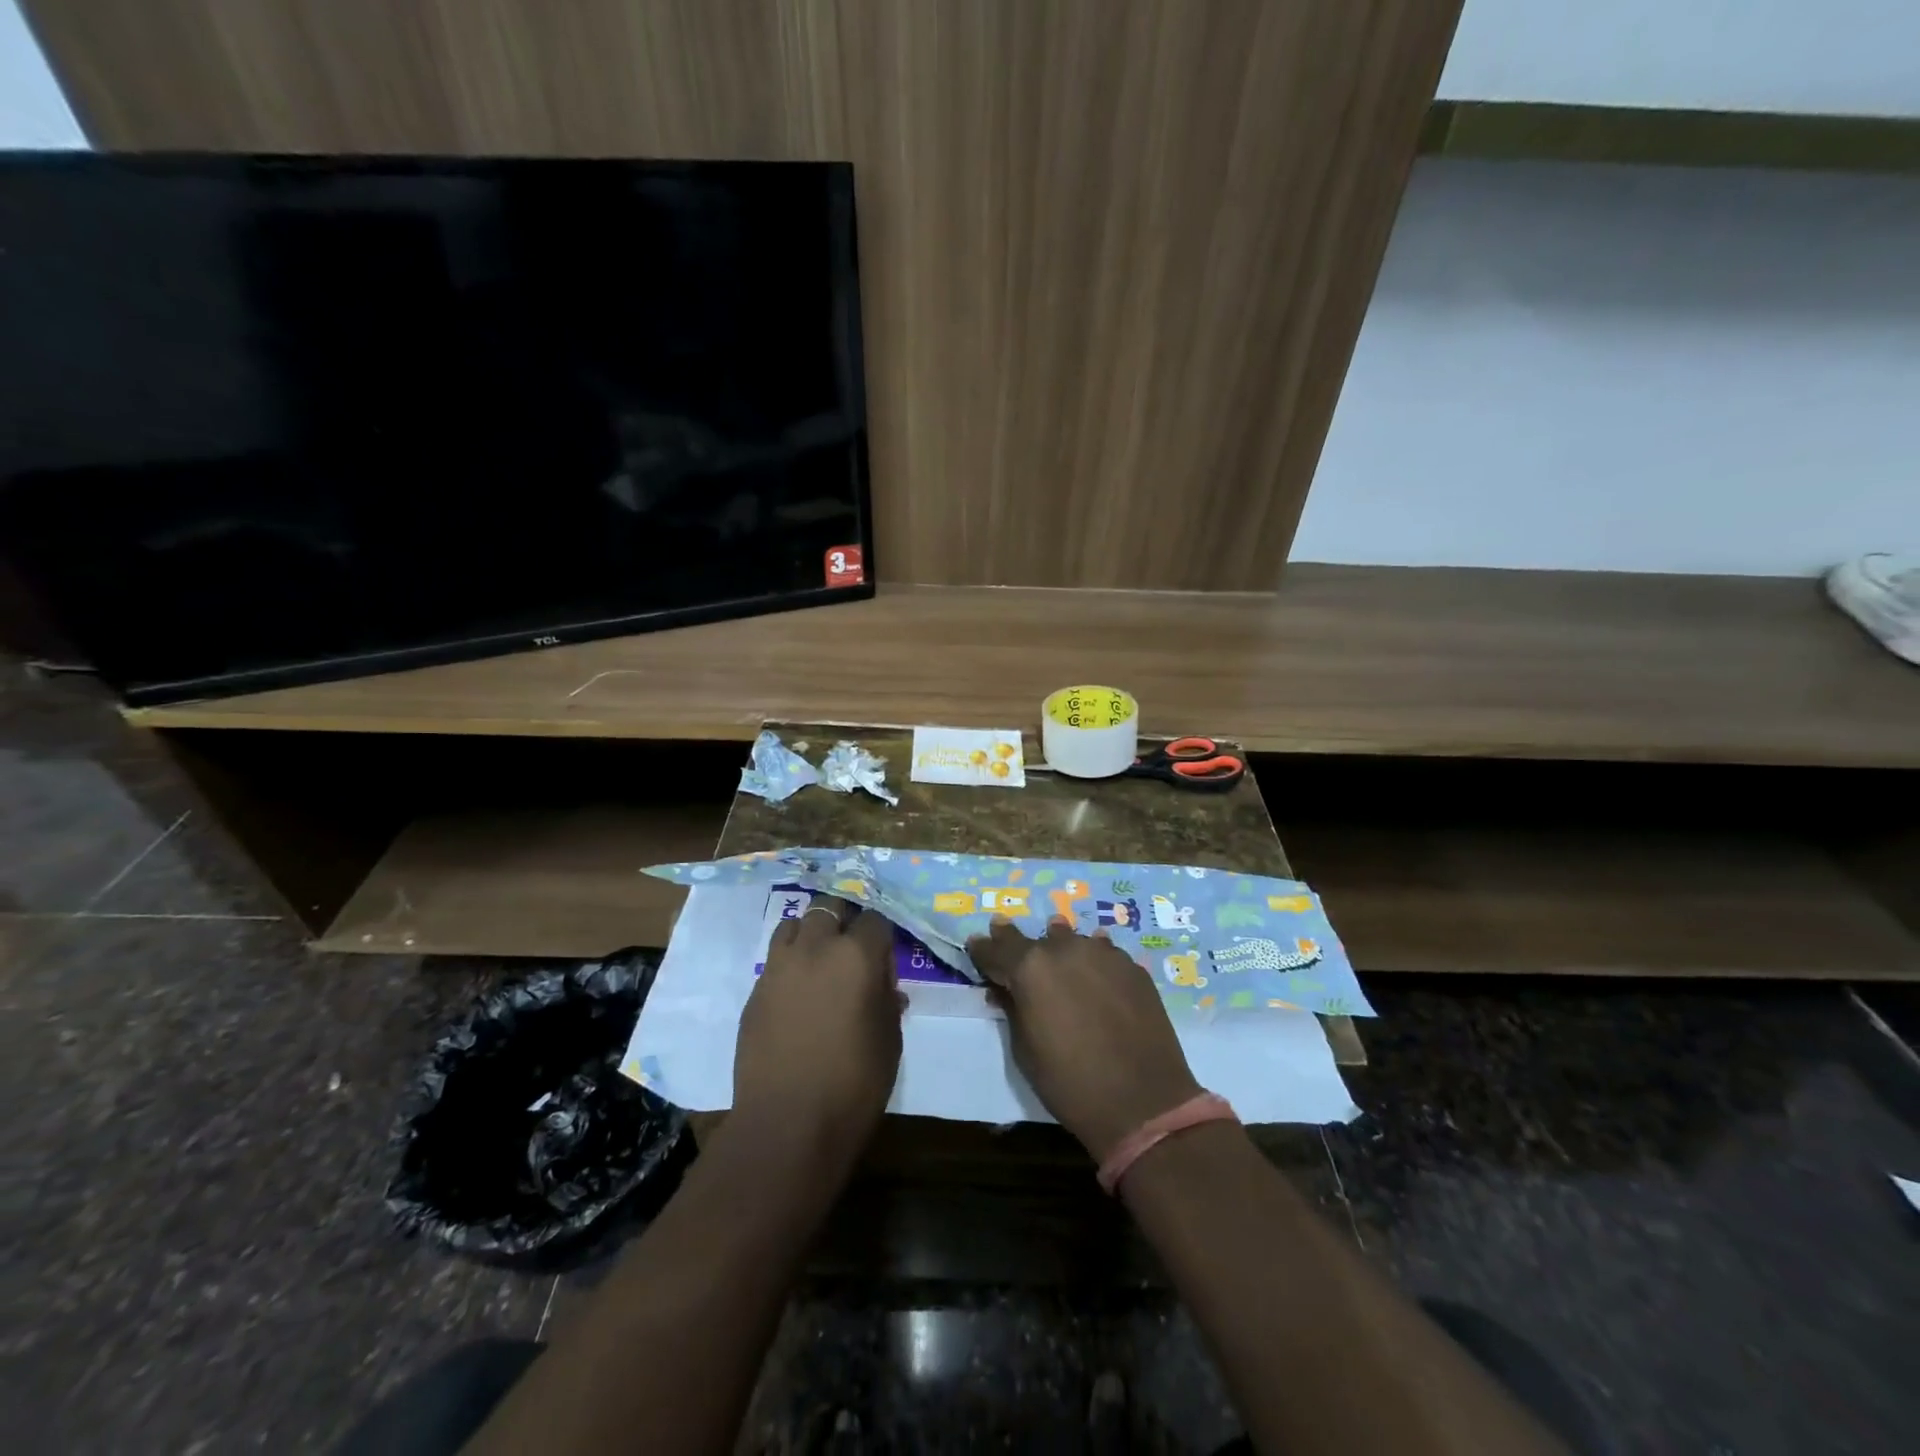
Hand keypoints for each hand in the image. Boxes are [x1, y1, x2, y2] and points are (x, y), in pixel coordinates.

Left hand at [733, 895, 902, 1152]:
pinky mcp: (755, 990)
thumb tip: (884, 987)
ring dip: (811, 934)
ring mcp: (780, 966)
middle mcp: (816, 948)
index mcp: (857, 955)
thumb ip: (887, 1001)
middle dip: (844, 922)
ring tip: (820, 963)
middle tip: (852, 952)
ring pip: (796, 924)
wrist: (787, 1124)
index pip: (874, 919)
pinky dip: (789, 963)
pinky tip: (797, 993)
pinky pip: (776, 958)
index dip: (881, 937)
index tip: (884, 958)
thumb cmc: (853, 1084)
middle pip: (830, 908)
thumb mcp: (890, 1041)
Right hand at [967, 919, 1202, 1162]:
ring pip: (1072, 940)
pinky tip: (1094, 966)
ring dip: (1059, 943)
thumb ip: (1012, 1009)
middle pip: (1034, 939)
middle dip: (1016, 941)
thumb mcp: (1025, 1050)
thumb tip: (1002, 989)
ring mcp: (1103, 955)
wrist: (1143, 1103)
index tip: (976, 943)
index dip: (983, 949)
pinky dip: (1092, 958)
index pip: (997, 949)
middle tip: (1003, 931)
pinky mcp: (1133, 968)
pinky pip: (1104, 953)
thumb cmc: (1070, 1083)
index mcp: (1030, 968)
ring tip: (1054, 939)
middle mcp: (1064, 950)